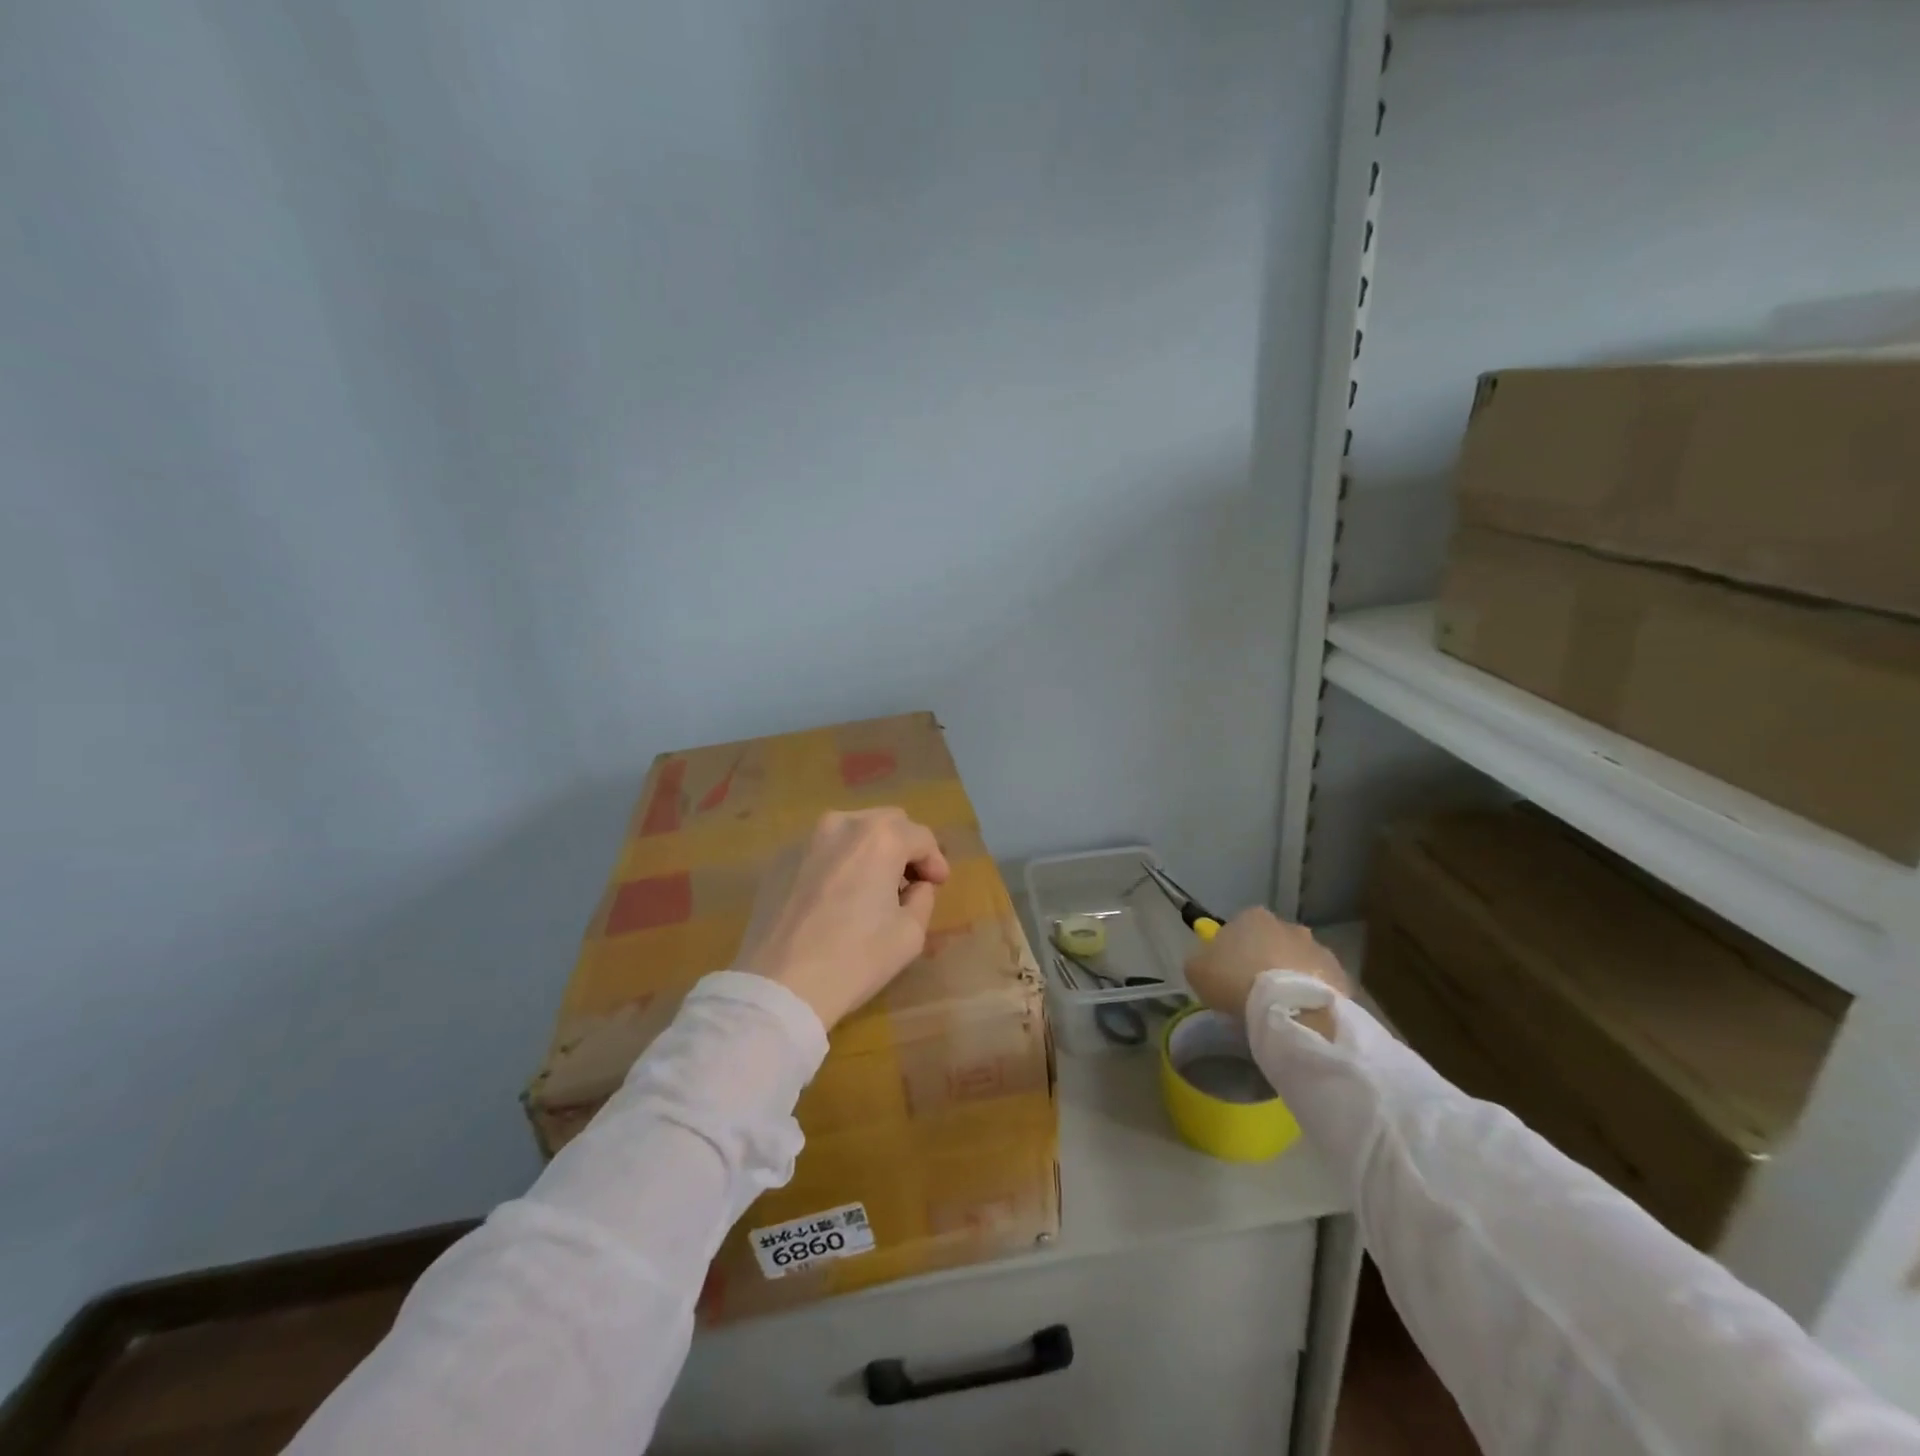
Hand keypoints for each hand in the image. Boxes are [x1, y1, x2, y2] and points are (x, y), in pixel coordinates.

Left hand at [735, 808, 951, 1031]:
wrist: (780, 985)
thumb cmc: (855, 958)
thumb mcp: (910, 934)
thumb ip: (922, 899)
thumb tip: (914, 887)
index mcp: (880, 837)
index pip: (920, 837)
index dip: (935, 861)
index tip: (938, 885)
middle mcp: (842, 825)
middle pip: (886, 823)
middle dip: (903, 847)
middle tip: (908, 881)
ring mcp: (805, 839)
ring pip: (850, 831)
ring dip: (869, 850)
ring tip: (871, 885)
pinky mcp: (779, 860)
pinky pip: (820, 850)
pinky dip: (837, 862)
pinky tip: (836, 896)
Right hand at [1184, 907, 1349, 1039]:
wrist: (1288, 1009)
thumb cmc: (1235, 981)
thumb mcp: (1197, 970)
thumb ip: (1201, 960)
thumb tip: (1208, 962)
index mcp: (1252, 917)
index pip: (1239, 927)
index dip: (1233, 949)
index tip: (1228, 972)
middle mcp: (1288, 925)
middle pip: (1272, 941)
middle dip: (1265, 960)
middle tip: (1254, 989)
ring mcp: (1318, 948)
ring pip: (1299, 960)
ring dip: (1290, 975)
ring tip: (1279, 1006)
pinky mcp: (1340, 974)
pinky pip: (1320, 982)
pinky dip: (1311, 993)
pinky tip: (1301, 1013)